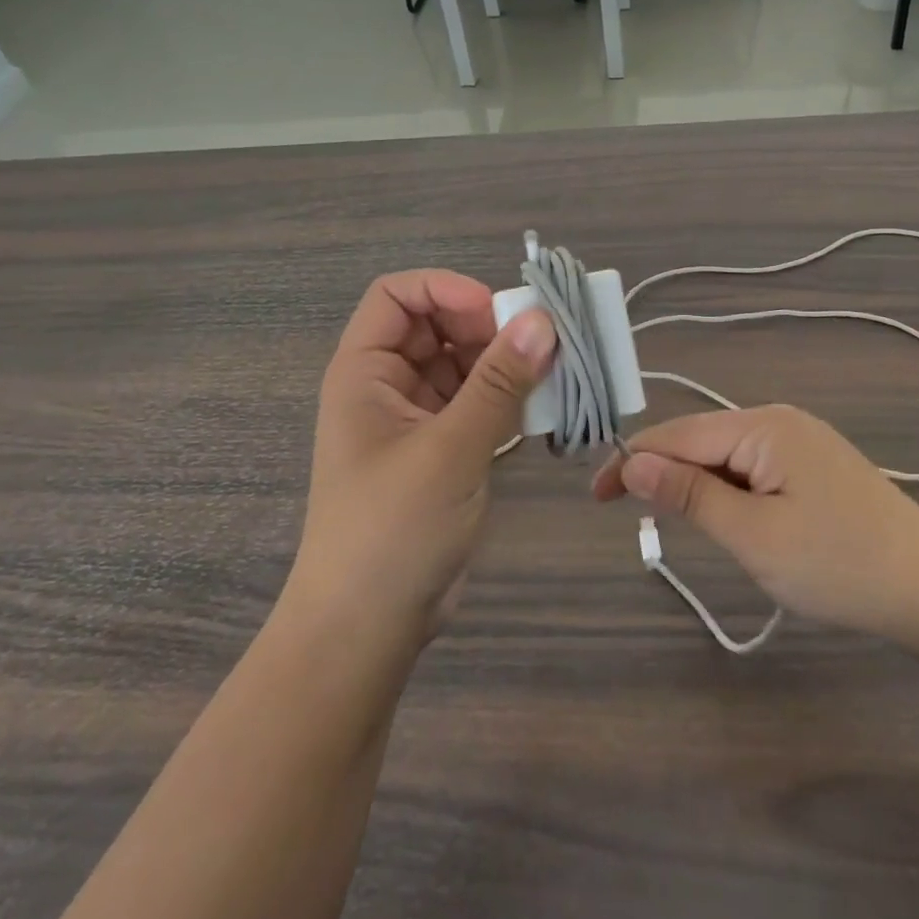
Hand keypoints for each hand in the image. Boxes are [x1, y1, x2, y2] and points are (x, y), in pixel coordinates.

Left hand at [288, 271, 555, 646]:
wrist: (368, 629)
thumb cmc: (393, 529)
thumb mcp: (450, 449)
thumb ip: (499, 383)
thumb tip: (544, 321)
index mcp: (365, 371)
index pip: (397, 295)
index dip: (444, 289)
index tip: (497, 312)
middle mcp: (388, 385)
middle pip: (437, 326)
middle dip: (487, 327)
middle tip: (540, 346)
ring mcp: (416, 419)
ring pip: (464, 365)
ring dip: (505, 364)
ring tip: (553, 377)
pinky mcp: (442, 450)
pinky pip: (478, 403)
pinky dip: (508, 400)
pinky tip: (542, 411)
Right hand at [594, 405, 918, 642]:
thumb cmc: (838, 564)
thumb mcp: (753, 536)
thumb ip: (689, 496)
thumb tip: (633, 462)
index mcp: (762, 426)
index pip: (678, 435)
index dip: (632, 461)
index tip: (595, 496)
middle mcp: (778, 420)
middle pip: (700, 440)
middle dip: (662, 473)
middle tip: (629, 515)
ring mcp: (799, 440)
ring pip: (725, 456)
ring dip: (695, 485)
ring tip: (675, 522)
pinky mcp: (813, 464)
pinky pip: (751, 468)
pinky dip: (726, 491)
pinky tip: (726, 517)